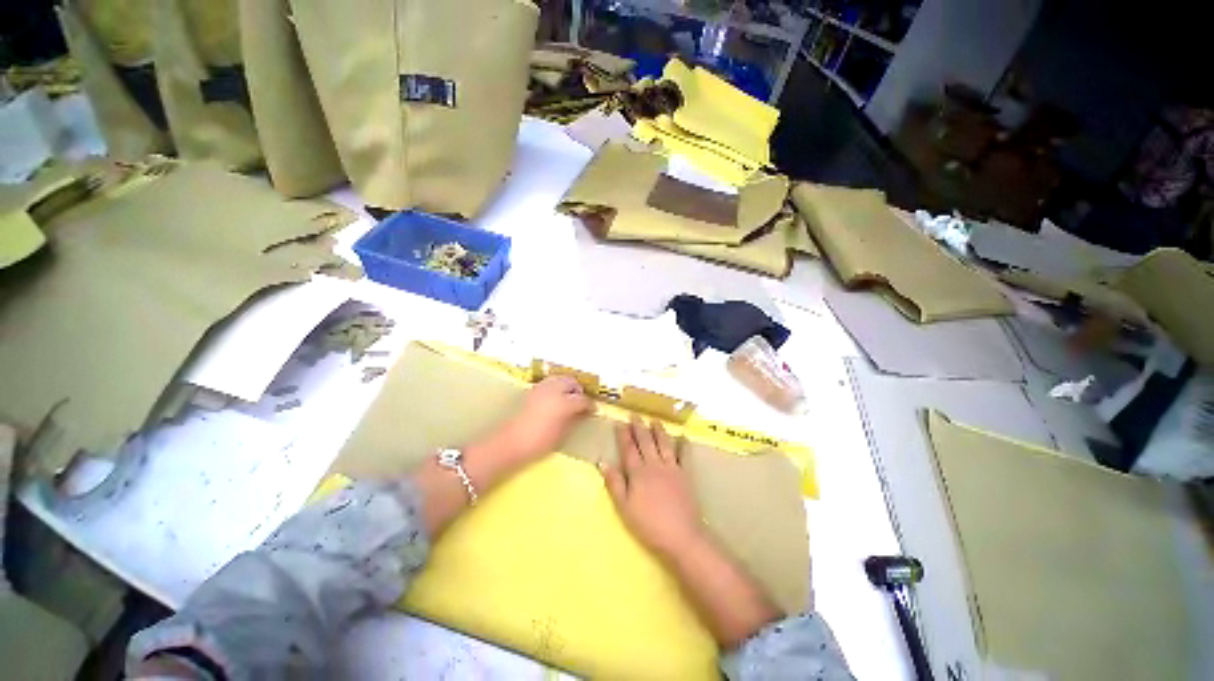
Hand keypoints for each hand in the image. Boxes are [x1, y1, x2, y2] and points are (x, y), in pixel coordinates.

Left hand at [490, 376, 593, 462]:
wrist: (511, 443)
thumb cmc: (539, 442)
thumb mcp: (562, 433)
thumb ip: (573, 418)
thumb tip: (581, 412)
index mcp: (564, 402)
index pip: (582, 399)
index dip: (589, 405)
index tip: (593, 410)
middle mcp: (554, 390)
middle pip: (571, 382)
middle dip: (578, 390)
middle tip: (581, 401)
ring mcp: (541, 388)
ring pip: (559, 379)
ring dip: (566, 385)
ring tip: (568, 397)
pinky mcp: (531, 391)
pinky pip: (548, 383)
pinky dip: (555, 386)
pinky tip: (555, 398)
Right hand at [602, 417, 703, 558]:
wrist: (681, 535)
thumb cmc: (648, 524)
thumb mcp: (624, 507)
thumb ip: (614, 483)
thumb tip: (602, 462)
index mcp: (638, 472)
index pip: (629, 448)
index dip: (623, 435)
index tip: (620, 423)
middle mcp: (654, 465)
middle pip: (645, 442)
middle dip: (639, 427)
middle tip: (635, 415)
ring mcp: (672, 468)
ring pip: (664, 444)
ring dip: (659, 431)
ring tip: (655, 420)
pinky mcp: (686, 474)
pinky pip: (684, 455)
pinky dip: (683, 445)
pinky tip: (683, 437)